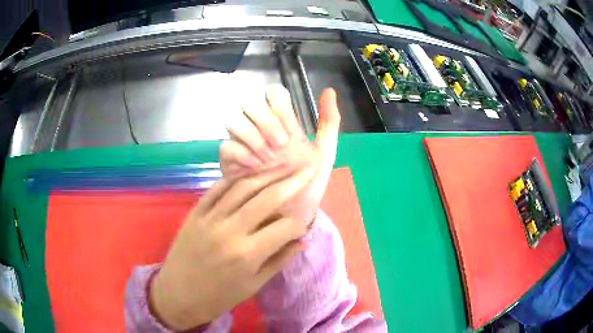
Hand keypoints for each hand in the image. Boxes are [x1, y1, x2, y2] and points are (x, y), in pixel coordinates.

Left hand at [150, 155, 316, 329]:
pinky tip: (249, 173)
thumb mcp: (254, 285)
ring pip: (243, 187)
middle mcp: (230, 230)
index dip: (299, 224)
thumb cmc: (219, 297)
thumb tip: (302, 239)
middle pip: (267, 198)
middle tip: (307, 170)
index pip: (284, 227)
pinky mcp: (195, 212)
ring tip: (283, 165)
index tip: (304, 225)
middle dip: (292, 182)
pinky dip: (236, 178)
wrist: (178, 295)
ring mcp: (210, 218)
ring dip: (266, 174)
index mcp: (247, 254)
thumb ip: (279, 259)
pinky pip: (218, 188)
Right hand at [221, 85, 340, 222]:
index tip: (291, 132)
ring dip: (252, 135)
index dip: (280, 106)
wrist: (291, 217)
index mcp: (282, 124)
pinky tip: (255, 168)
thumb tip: (329, 90)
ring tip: (268, 159)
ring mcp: (243, 145)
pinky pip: (226, 147)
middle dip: (265, 121)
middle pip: (250, 102)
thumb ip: (329, 123)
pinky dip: (240, 153)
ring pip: (234, 120)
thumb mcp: (323, 155)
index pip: (273, 94)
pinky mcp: (230, 164)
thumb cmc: (306, 187)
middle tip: (282, 146)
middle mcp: (260, 130)